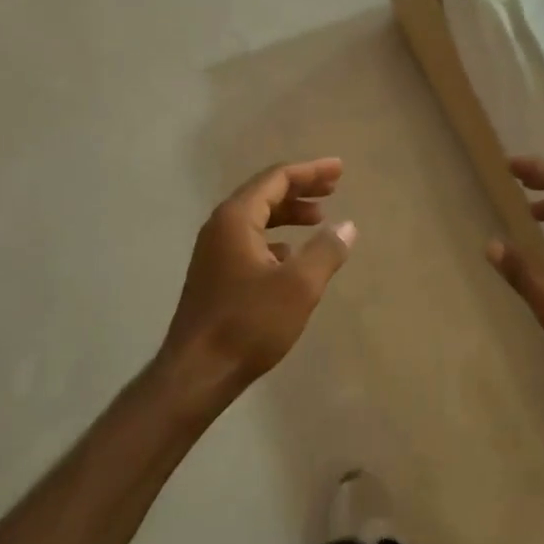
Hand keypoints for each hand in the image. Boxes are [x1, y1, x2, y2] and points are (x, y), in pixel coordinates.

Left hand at [159, 159, 356, 405]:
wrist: (196, 374)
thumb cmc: (248, 324)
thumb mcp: (299, 286)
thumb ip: (326, 250)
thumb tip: (347, 226)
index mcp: (236, 218)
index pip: (277, 179)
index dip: (311, 171)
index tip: (340, 170)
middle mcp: (220, 226)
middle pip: (265, 193)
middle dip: (301, 188)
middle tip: (334, 187)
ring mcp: (213, 252)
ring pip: (257, 218)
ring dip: (289, 213)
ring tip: (319, 219)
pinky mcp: (214, 275)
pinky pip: (250, 240)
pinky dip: (275, 238)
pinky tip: (291, 255)